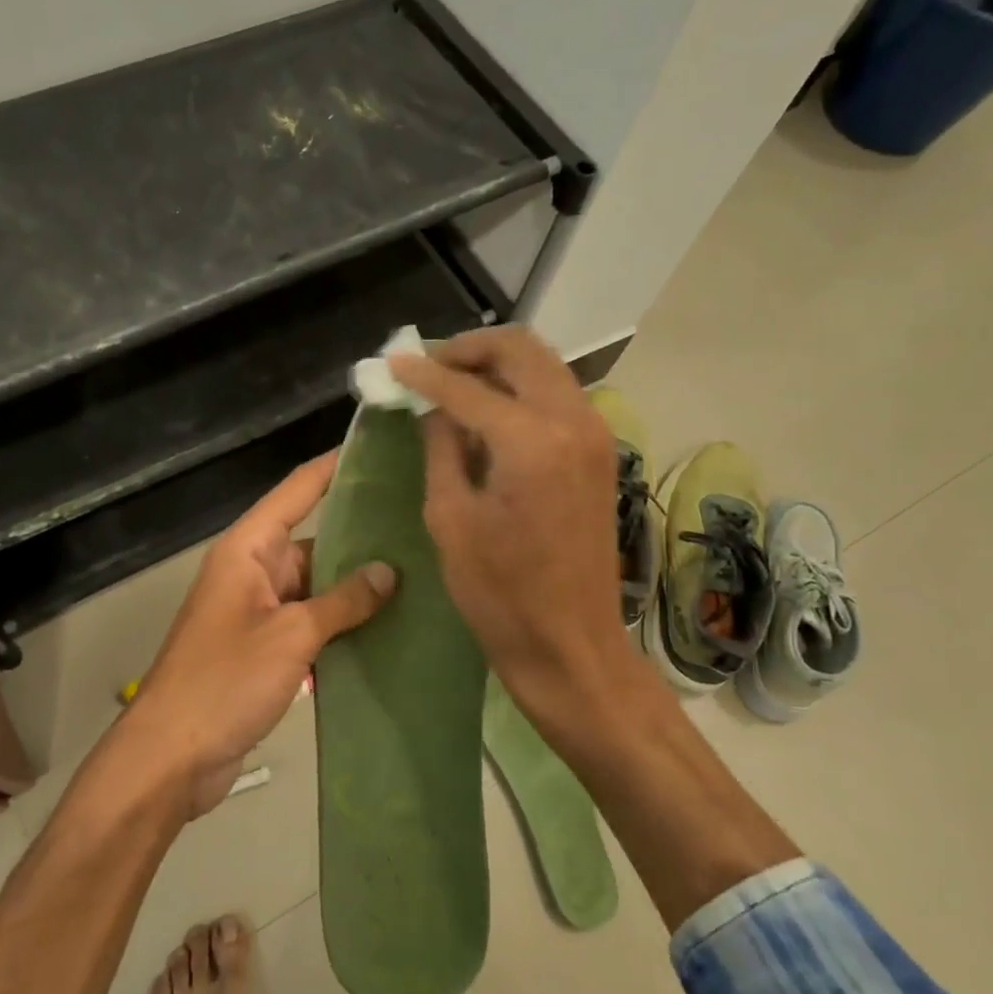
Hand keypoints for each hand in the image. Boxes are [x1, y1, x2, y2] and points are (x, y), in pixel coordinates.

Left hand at [129, 453, 396, 816]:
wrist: (171, 758)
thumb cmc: (224, 681)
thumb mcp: (290, 635)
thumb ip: (343, 601)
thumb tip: (389, 572)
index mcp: (248, 550)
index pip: (298, 491)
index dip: (335, 467)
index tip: (379, 450)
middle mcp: (253, 571)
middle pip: (313, 539)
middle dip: (361, 536)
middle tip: (421, 524)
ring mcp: (259, 611)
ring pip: (316, 585)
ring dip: (356, 587)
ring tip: (419, 575)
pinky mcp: (265, 648)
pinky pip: (311, 622)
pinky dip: (341, 625)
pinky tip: (388, 628)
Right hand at [389, 327, 637, 725]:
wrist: (570, 644)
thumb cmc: (500, 593)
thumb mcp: (450, 517)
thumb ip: (442, 447)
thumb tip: (433, 406)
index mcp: (531, 440)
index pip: (467, 386)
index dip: (424, 372)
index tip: (392, 364)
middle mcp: (572, 420)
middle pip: (521, 349)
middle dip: (469, 349)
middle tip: (428, 366)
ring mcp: (594, 433)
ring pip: (544, 366)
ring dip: (498, 365)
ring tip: (453, 385)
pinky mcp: (600, 452)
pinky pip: (557, 395)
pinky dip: (521, 389)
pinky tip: (489, 413)